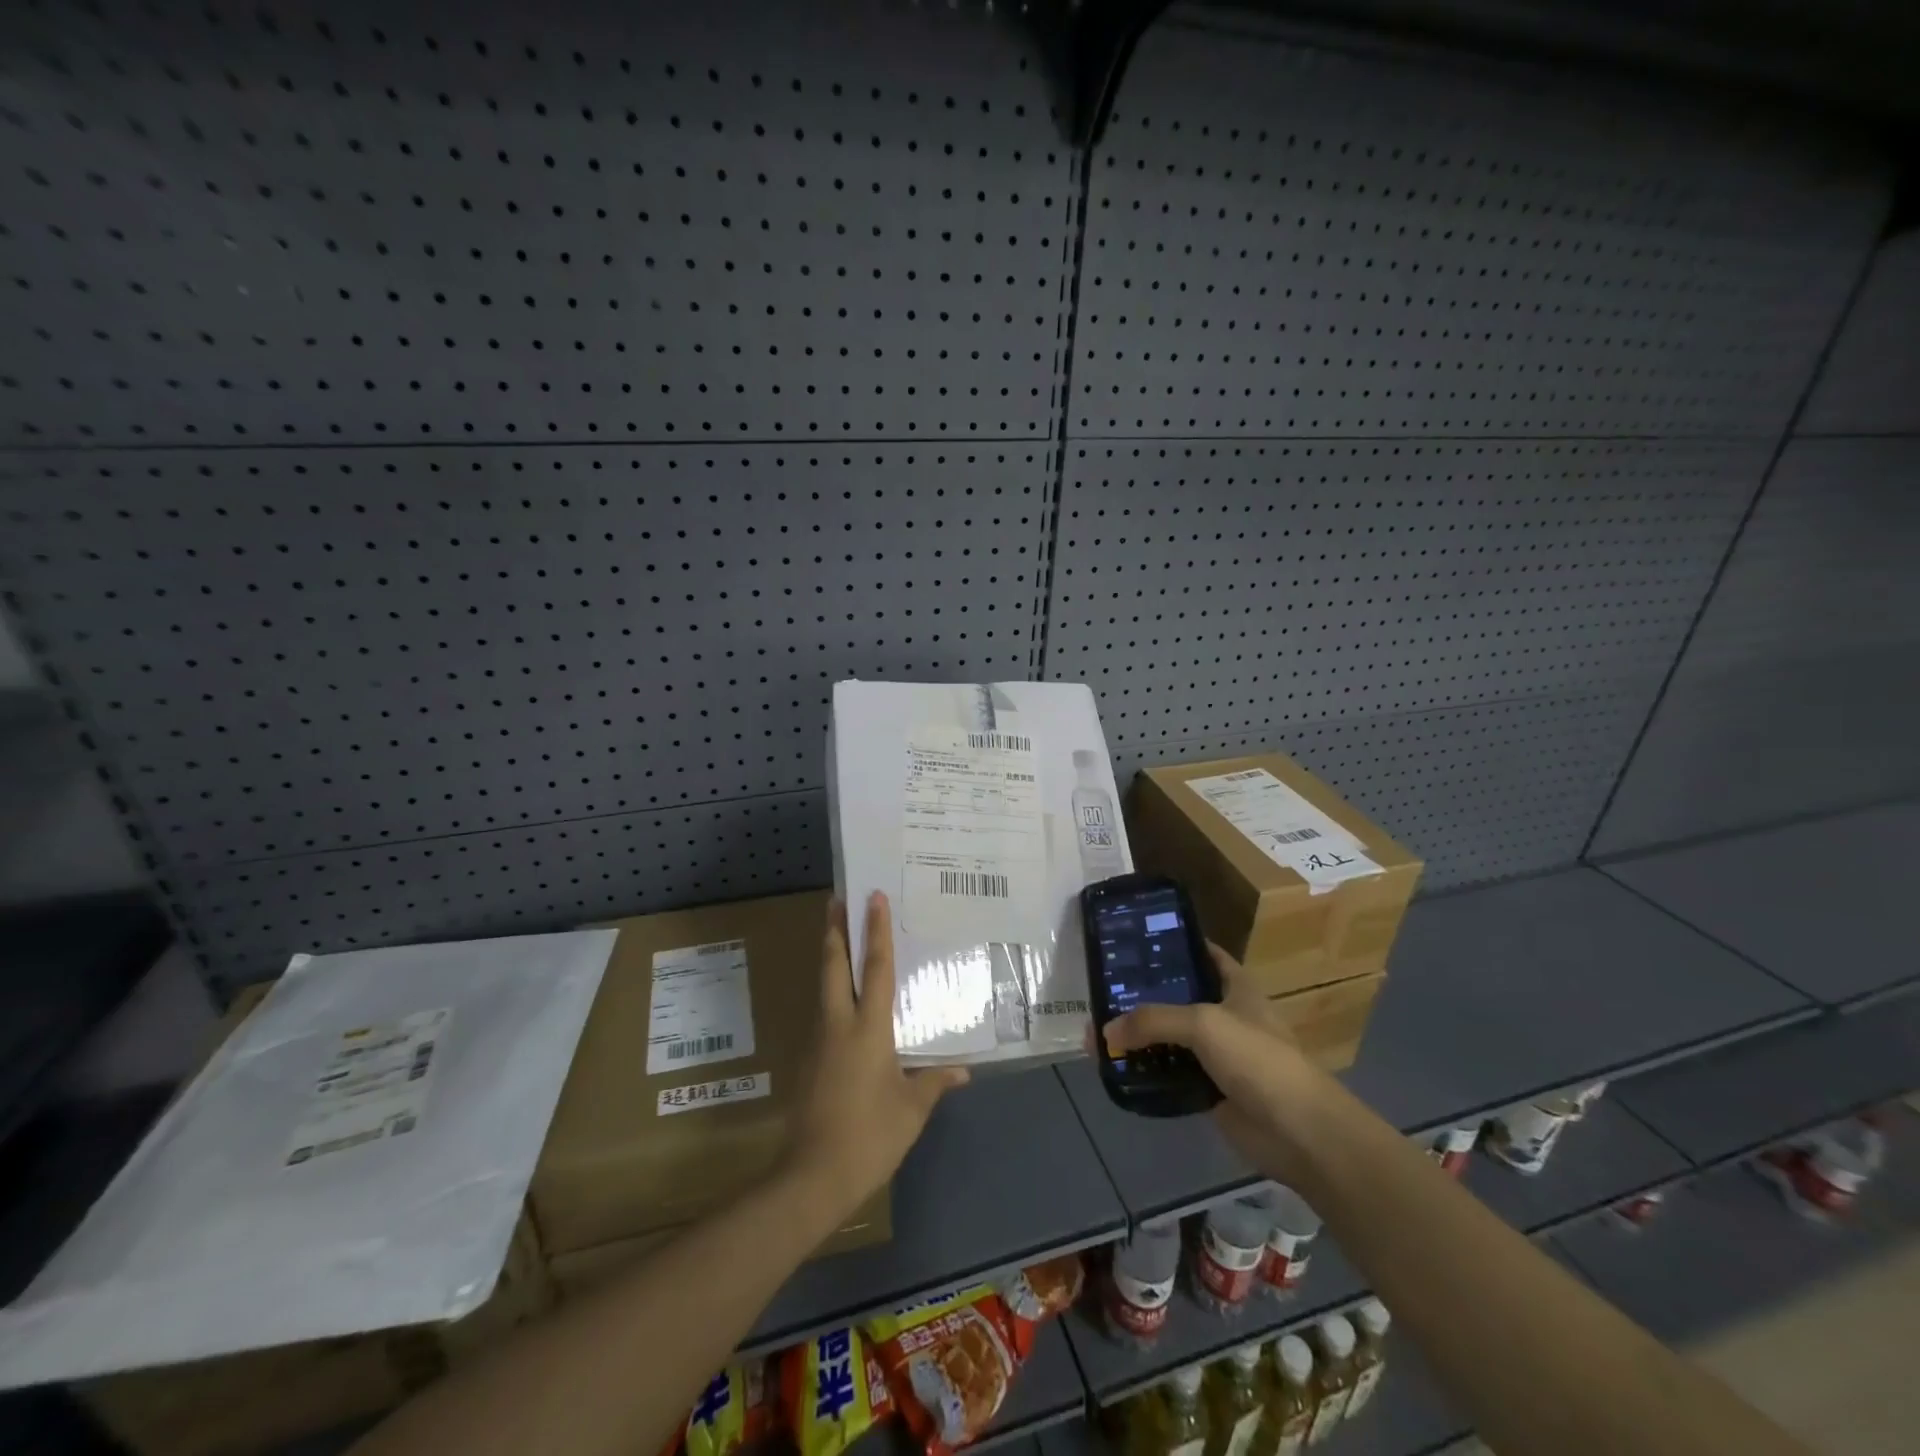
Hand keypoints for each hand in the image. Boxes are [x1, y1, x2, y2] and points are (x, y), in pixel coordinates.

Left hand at [783, 893, 968, 1220]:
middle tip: (836, 899)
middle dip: (834, 929)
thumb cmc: (870, 1136)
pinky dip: (829, 990)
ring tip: (836, 936)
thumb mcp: (911, 1109)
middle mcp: (838, 1024)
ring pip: (822, 986)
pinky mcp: (807, 1060)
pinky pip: (821, 1012)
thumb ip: (935, 1081)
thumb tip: (963, 1070)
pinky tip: (840, 1000)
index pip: (874, 968)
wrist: (812, 1176)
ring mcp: (817, 1041)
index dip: (875, 931)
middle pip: (832, 965)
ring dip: (829, 957)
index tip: (873, 898)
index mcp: (868, 1029)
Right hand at [1102, 943, 1327, 1179]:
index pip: (1204, 954)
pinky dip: (1150, 1072)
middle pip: (1180, 997)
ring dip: (1143, 1037)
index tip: (1137, 941)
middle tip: (1105, 988)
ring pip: (1173, 1038)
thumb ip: (1153, 1020)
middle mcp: (1227, 1015)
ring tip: (1102, 1029)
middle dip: (1146, 994)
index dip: (1176, 944)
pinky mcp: (1211, 1090)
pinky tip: (1120, 1068)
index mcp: (1237, 987)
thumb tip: (1105, 1031)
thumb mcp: (1203, 1024)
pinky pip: (1172, 1074)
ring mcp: (1220, 1055)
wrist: (1297, 1131)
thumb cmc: (1257, 1058)